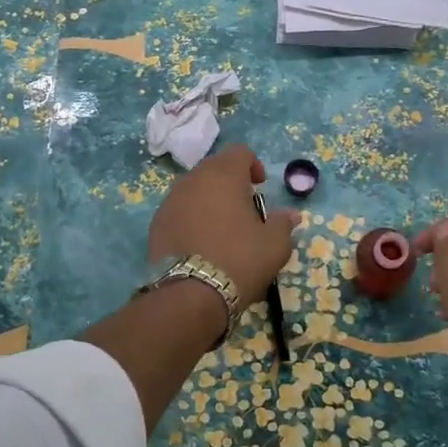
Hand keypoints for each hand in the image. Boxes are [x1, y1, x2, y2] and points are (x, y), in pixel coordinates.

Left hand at [147, 144, 299, 310]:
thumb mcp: (274, 245)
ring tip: (221, 227)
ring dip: (209, 199)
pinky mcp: (156, 223)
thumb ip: (283, 224)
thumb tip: (291, 215)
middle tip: (243, 208)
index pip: (239, 152)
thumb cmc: (240, 260)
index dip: (252, 165)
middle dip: (230, 181)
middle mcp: (194, 180)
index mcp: (224, 175)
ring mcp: (171, 200)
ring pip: (193, 188)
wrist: (190, 294)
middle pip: (214, 168)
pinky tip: (200, 242)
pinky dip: (191, 217)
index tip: (260, 187)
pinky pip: (178, 209)